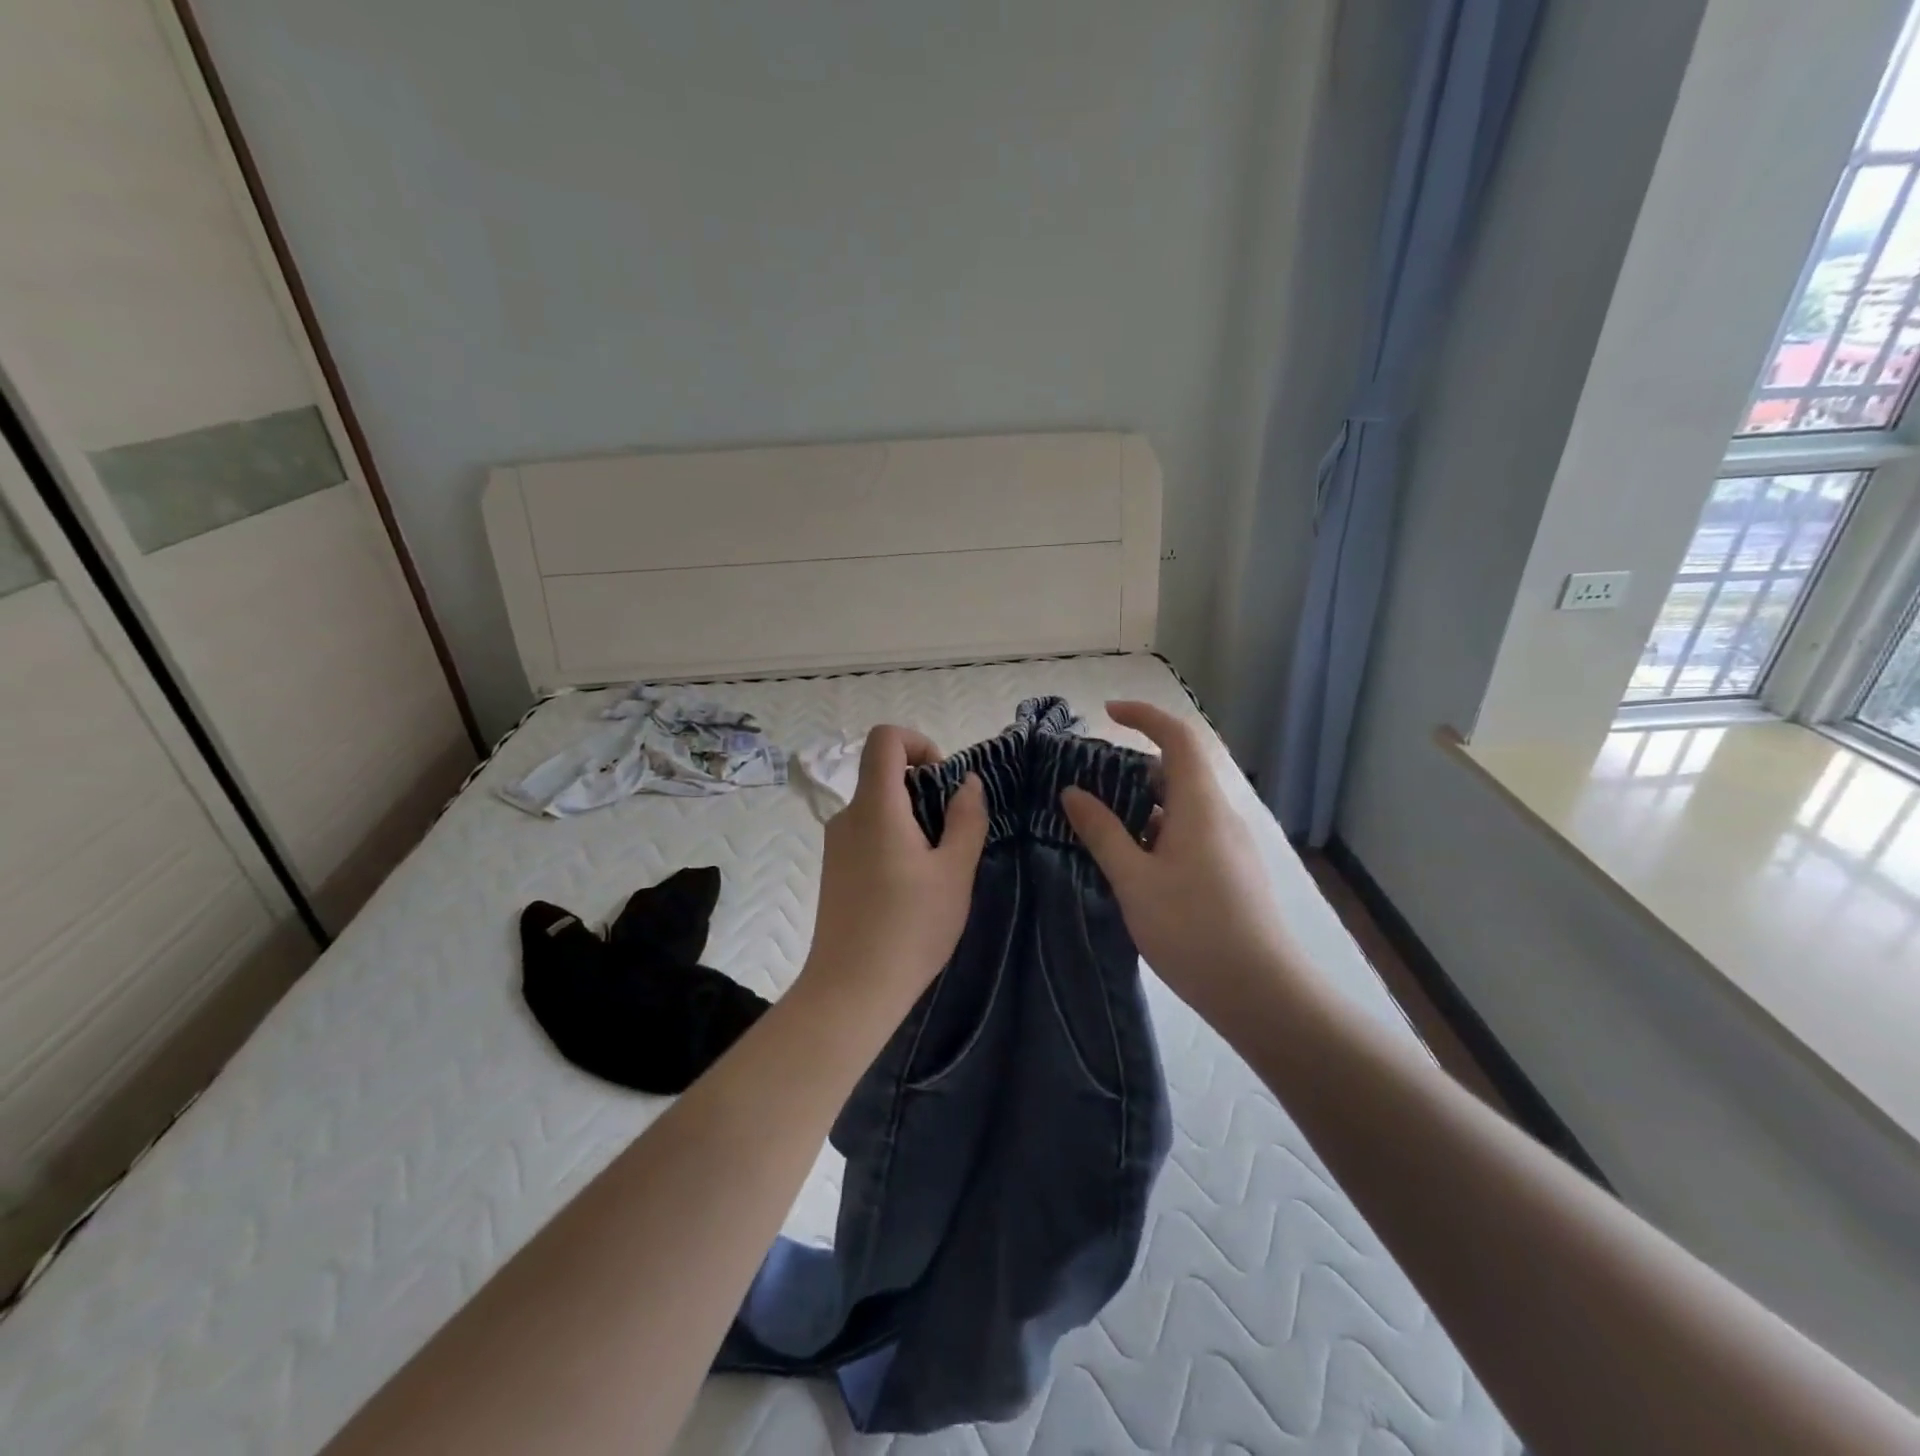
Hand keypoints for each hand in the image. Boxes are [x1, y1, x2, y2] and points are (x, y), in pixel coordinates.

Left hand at [802, 726, 987, 1008]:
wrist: (851, 989)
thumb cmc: (910, 927)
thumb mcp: (954, 872)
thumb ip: (966, 819)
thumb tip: (968, 783)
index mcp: (875, 806)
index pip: (884, 738)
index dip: (918, 742)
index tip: (943, 779)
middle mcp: (847, 815)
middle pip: (882, 773)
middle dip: (923, 788)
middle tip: (951, 833)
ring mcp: (836, 844)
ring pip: (877, 807)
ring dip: (911, 818)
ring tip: (936, 867)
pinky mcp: (834, 870)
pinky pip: (867, 833)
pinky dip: (893, 839)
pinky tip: (911, 887)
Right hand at [1061, 701, 1301, 1022]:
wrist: (1261, 992)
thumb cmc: (1192, 929)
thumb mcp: (1133, 880)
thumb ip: (1102, 832)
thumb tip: (1073, 792)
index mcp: (1200, 805)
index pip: (1178, 738)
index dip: (1144, 716)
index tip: (1107, 713)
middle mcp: (1220, 815)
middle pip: (1178, 771)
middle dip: (1132, 768)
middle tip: (1089, 783)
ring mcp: (1230, 845)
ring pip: (1182, 806)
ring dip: (1142, 806)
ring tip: (1100, 825)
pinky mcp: (1231, 871)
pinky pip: (1190, 833)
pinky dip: (1157, 831)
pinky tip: (1132, 864)